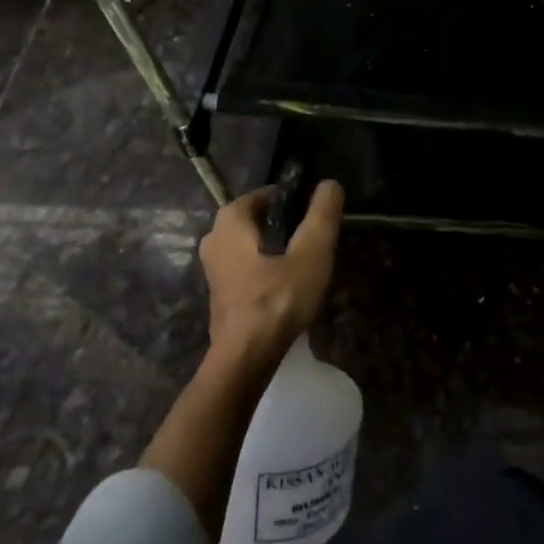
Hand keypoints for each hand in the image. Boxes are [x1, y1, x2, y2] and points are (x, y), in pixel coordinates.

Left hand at [198, 181, 344, 368]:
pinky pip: (249, 267)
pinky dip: (268, 269)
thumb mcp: (311, 251)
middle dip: (289, 226)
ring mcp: (213, 268)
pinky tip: (290, 286)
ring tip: (307, 264)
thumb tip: (330, 183)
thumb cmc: (277, 298)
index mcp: (230, 219)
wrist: (245, 360)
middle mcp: (214, 237)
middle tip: (316, 241)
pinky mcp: (220, 293)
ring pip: (255, 245)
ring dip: (279, 250)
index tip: (319, 217)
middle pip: (262, 220)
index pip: (270, 194)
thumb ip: (322, 213)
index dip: (298, 201)